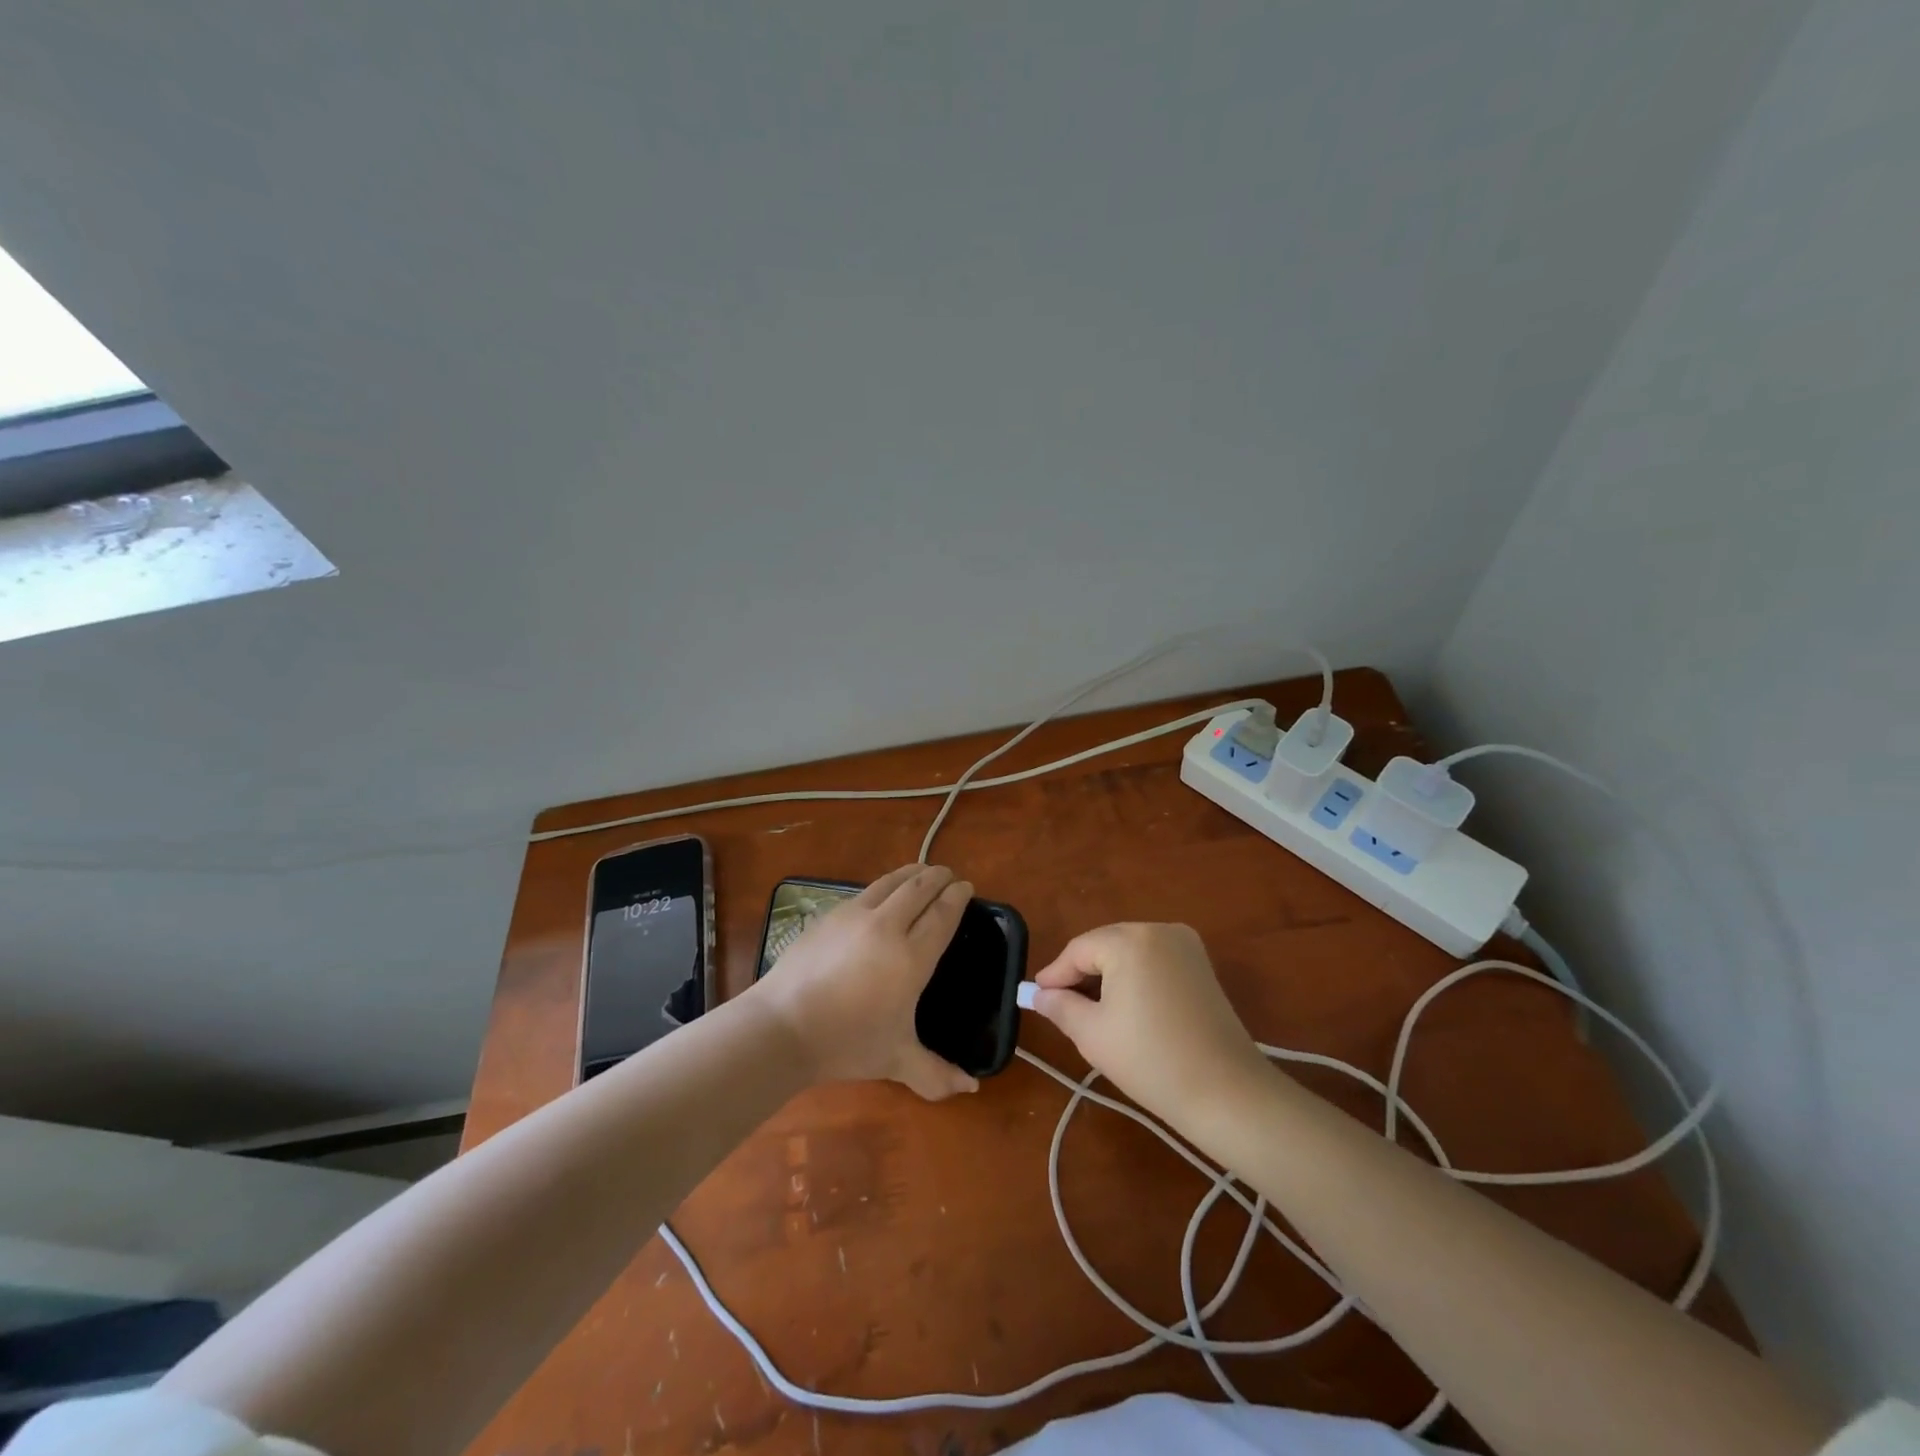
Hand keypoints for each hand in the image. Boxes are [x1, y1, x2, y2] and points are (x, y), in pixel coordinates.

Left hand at [748, 864, 979, 1100]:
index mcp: (911, 958)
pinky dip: (884, 885)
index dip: (957, 897)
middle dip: (938, 877)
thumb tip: (972, 1087)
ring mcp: (855, 916)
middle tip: (949, 874)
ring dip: (912, 873)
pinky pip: (865, 891)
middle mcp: (887, 927)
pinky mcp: (830, 915)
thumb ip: (936, 1074)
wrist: (782, 1026)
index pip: (942, 915)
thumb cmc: (846, 1043)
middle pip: (919, 889)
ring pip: (891, 882)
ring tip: (922, 872)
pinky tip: (882, 893)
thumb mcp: (896, 1061)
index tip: (967, 887)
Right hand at [1028, 922, 1270, 1124]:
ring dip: (1108, 975)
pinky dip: (1135, 977)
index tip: (1037, 996)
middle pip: (1105, 945)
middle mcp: (1159, 930)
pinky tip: (1126, 1007)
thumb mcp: (1092, 1034)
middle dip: (1081, 973)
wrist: (1226, 1093)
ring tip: (1090, 1009)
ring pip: (1130, 952)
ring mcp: (1186, 945)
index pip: (1079, 950)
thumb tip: (1037, 994)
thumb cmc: (1150, 1061)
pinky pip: (1154, 960)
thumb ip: (1059, 1006)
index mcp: (1130, 940)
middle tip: (1060, 1004)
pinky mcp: (1202, 965)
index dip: (1055, 974)